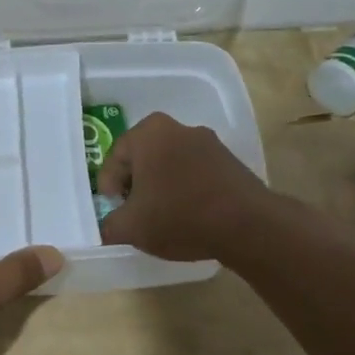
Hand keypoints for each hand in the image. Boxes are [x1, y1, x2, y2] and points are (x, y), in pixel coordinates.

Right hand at [96, 112, 270, 261]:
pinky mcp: (229, 160)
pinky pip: (194, 172)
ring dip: (161, 187)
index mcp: (149, 133)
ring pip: (170, 164)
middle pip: (143, 158)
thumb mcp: (130, 227)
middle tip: (132, 212)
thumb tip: (107, 227)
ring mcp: (208, 142)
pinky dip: (185, 189)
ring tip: (161, 217)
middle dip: (135, 184)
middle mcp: (178, 127)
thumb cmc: (179, 216)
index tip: (112, 211)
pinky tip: (187, 215)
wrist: (248, 225)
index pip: (114, 158)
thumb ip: (108, 225)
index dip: (107, 188)